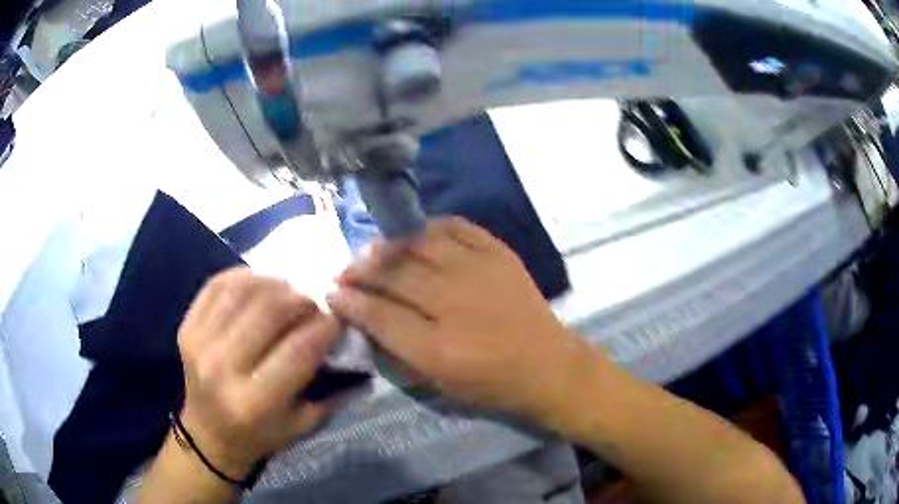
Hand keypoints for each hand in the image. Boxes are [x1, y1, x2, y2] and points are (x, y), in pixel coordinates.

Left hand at [177, 268, 341, 479]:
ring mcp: (199, 343)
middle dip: (301, 299)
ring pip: (243, 290)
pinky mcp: (186, 327)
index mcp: (254, 402)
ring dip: (275, 283)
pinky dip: (245, 277)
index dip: (325, 326)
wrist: (208, 434)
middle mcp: (222, 369)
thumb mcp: (304, 425)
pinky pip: (217, 285)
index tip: (339, 318)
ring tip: (288, 293)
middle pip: (268, 311)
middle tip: (314, 304)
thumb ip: (333, 388)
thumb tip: (354, 342)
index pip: (298, 350)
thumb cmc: (261, 435)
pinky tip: (260, 284)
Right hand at [327, 218, 593, 428]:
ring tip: (374, 251)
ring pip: (419, 243)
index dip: (349, 301)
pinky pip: (456, 226)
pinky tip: (416, 235)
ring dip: (389, 245)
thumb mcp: (437, 383)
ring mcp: (480, 271)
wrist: (546, 364)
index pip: (379, 315)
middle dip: (360, 269)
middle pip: (394, 273)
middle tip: (345, 270)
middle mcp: (455, 302)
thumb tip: (363, 317)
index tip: (331, 293)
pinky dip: (429, 227)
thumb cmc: (489, 383)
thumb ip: (397, 350)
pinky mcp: (499, 253)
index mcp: (438, 347)